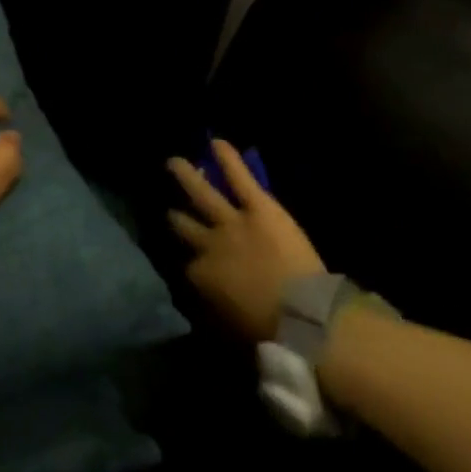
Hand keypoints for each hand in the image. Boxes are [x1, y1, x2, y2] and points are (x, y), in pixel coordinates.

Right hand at [168, 140, 325, 341]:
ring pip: (202, 193)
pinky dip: (228, 158)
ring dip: (187, 176)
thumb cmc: (267, 330)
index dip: (187, 262)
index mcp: (200, 278)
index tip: (188, 259)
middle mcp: (208, 244)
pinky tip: (216, 141)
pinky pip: (238, 177)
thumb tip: (203, 308)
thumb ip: (211, 311)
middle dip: (175, 216)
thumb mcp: (227, 329)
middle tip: (169, 207)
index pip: (185, 266)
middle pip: (183, 226)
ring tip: (173, 161)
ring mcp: (231, 221)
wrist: (301, 313)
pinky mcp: (257, 205)